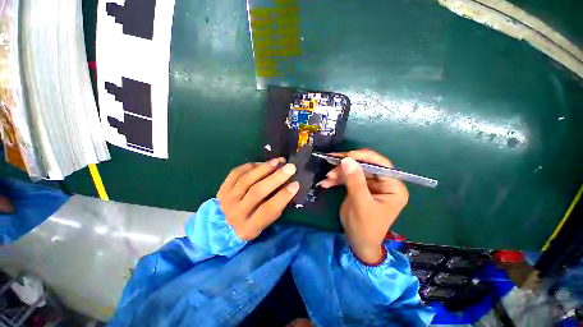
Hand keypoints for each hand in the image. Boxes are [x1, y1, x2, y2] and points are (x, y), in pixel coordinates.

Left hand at [217, 158, 299, 240]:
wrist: (222, 228)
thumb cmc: (250, 225)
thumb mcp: (264, 224)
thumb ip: (275, 207)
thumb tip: (288, 186)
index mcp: (249, 228)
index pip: (268, 210)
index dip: (283, 196)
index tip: (295, 184)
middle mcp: (235, 214)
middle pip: (257, 192)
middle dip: (276, 178)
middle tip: (290, 167)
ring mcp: (226, 200)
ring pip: (246, 180)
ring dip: (264, 168)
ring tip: (278, 161)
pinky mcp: (222, 189)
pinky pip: (235, 173)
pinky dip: (250, 166)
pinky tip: (261, 164)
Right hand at [319, 149, 408, 263]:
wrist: (357, 242)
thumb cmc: (365, 227)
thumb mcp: (361, 204)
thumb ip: (355, 181)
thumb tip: (347, 159)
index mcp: (392, 187)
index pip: (381, 164)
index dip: (364, 157)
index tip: (347, 155)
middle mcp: (383, 183)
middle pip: (364, 166)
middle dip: (346, 166)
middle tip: (331, 164)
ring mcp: (369, 184)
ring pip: (353, 171)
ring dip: (338, 173)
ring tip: (326, 178)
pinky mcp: (358, 187)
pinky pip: (347, 178)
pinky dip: (336, 179)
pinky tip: (326, 183)